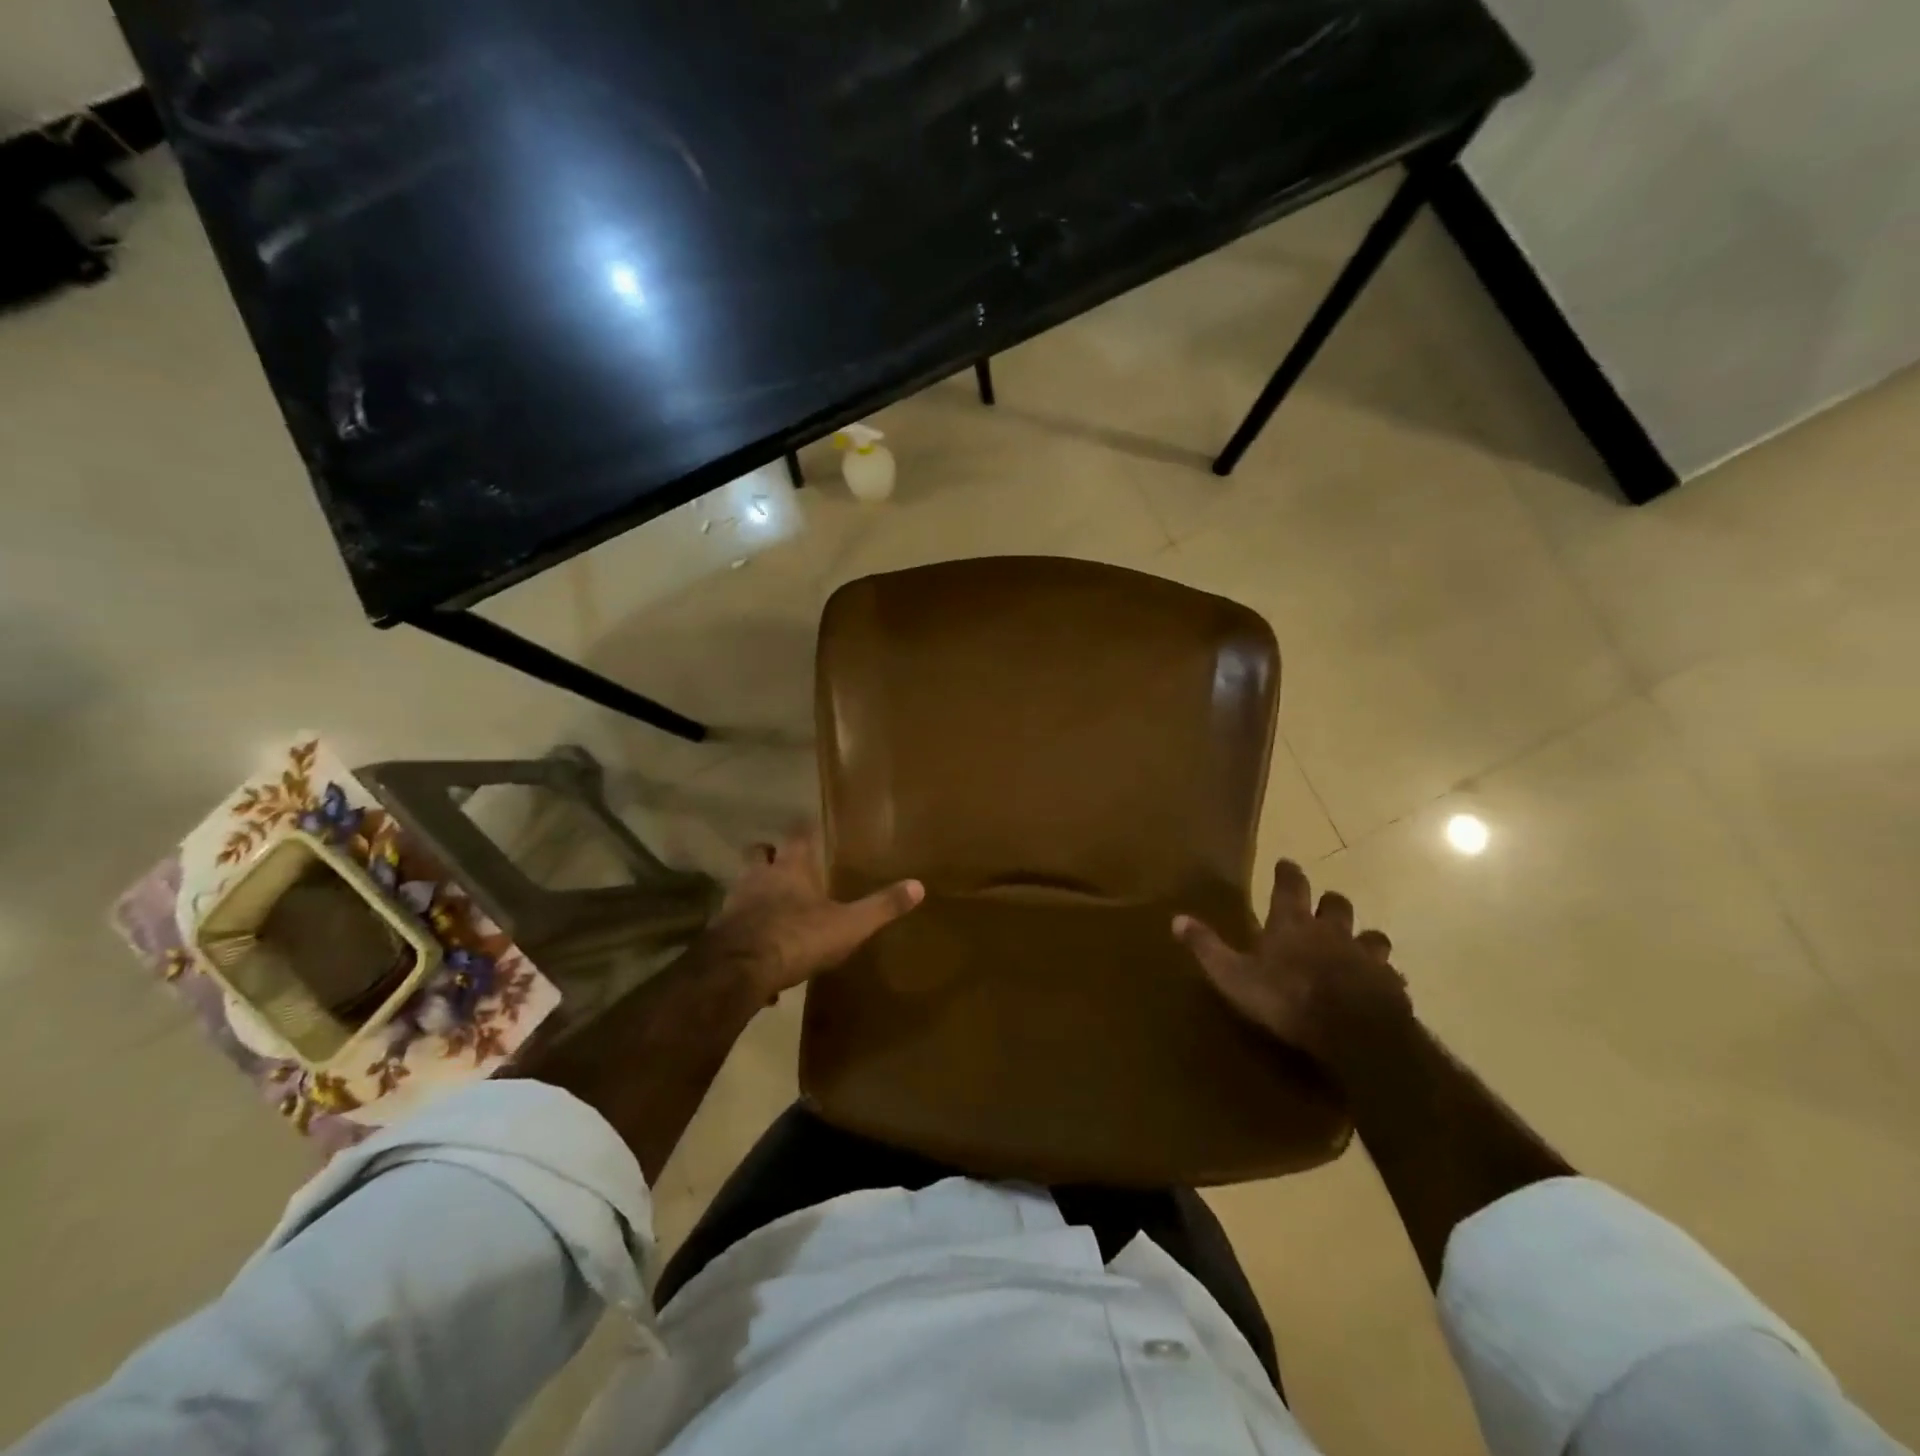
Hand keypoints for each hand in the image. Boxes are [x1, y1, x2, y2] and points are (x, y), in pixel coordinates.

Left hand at [700, 828, 922, 1000]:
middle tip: (784, 862)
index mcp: (790, 868)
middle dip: (769, 855)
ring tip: (774, 909)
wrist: (738, 971)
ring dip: (755, 894)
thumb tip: (919, 886)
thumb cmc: (797, 937)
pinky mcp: (720, 935)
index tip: (811, 826)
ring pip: (743, 888)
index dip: (804, 829)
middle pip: (758, 854)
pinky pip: (735, 928)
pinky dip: (747, 934)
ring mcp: (734, 905)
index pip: (796, 835)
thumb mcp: (849, 925)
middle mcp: (758, 878)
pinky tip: (761, 956)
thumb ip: (881, 906)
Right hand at [1174, 859, 1409, 1070]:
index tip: (1286, 863)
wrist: (1353, 1032)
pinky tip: (1378, 987)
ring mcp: (1365, 956)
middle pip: (1336, 904)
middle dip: (1329, 902)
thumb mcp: (1233, 975)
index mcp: (1291, 924)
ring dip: (1363, 938)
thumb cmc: (1286, 998)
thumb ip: (1207, 947)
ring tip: (1357, 947)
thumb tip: (1176, 919)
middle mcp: (1330, 931)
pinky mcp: (1390, 985)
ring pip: (1370, 936)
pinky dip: (1382, 977)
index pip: (1290, 885)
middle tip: (1323, 907)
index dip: (1288, 873)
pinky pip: (1389, 974)